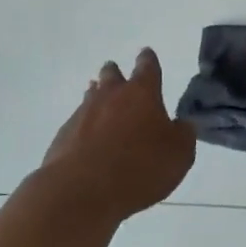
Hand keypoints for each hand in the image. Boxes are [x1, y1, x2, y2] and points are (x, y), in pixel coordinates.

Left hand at [36, 49, 195, 223]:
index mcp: (142, 93)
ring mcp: (82, 114)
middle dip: (116, 74)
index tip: (146, 54)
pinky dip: (84, 127)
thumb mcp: (179, 154)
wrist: (81, 192)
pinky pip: (77, 123)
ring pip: (91, 96)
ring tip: (102, 106)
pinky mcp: (62, 137)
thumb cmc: (139, 167)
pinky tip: (89, 142)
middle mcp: (111, 95)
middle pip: (111, 75)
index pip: (147, 66)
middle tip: (119, 78)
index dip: (148, 60)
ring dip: (97, 98)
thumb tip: (181, 125)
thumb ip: (182, 135)